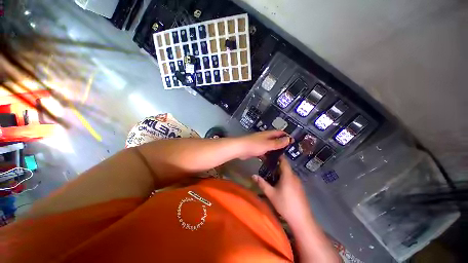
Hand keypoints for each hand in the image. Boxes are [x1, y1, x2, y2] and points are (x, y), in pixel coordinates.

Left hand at [236, 130, 290, 159]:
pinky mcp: (255, 149)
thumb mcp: (267, 144)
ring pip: (269, 146)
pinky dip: (267, 155)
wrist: (240, 149)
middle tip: (288, 150)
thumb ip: (277, 143)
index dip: (286, 135)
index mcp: (267, 134)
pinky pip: (264, 152)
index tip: (293, 140)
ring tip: (281, 157)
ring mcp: (259, 143)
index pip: (279, 132)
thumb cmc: (254, 145)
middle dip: (281, 143)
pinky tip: (271, 161)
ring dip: (274, 150)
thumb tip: (288, 139)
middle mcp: (264, 137)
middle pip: (274, 139)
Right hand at [252, 155, 312, 225]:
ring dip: (280, 172)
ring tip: (271, 174)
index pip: (284, 161)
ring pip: (288, 173)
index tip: (270, 155)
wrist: (301, 219)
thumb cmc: (285, 204)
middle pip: (285, 167)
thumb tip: (253, 175)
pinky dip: (285, 178)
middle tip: (267, 166)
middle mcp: (294, 176)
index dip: (278, 156)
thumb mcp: (271, 194)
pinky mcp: (300, 188)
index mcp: (288, 175)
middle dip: (277, 165)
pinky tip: (279, 184)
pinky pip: (291, 179)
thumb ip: (262, 183)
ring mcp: (298, 183)